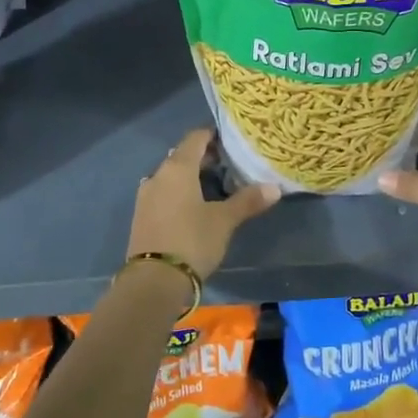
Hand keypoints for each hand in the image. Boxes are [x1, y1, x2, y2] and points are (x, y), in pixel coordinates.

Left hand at [127, 129, 278, 280]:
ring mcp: (146, 196)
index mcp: (177, 168)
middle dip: (205, 157)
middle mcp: (158, 175)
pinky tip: (195, 206)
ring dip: (191, 176)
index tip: (232, 140)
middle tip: (230, 164)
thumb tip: (275, 187)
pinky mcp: (142, 215)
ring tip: (215, 185)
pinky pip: (164, 192)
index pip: (196, 138)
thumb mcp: (224, 221)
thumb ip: (247, 201)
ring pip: (172, 175)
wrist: (153, 282)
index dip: (214, 135)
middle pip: (183, 156)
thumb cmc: (192, 241)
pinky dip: (180, 192)